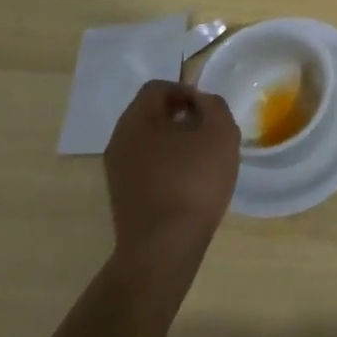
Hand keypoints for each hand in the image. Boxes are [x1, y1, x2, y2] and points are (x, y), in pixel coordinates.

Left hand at [103, 81, 238, 268]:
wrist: (163, 249)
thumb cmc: (193, 181)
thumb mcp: (220, 132)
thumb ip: (213, 105)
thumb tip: (200, 102)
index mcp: (137, 119)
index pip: (158, 87)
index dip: (186, 90)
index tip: (208, 110)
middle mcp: (119, 140)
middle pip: (150, 113)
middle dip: (181, 116)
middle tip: (208, 131)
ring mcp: (116, 170)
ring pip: (148, 141)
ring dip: (174, 141)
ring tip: (202, 158)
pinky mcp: (122, 196)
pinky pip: (146, 165)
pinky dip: (166, 164)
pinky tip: (188, 183)